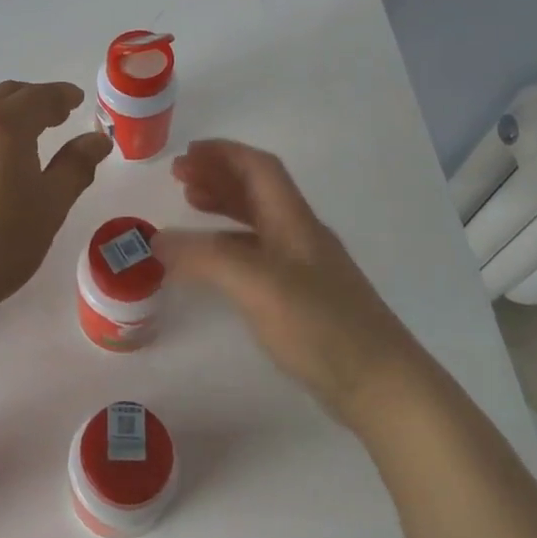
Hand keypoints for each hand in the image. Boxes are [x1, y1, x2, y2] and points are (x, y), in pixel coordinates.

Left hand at [0, 81, 111, 332]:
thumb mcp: (48, 209)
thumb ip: (75, 167)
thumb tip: (98, 139)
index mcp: (2, 126)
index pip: (40, 96)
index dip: (62, 95)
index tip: (76, 101)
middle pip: (4, 96)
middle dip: (32, 101)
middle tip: (53, 118)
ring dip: (0, 118)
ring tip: (15, 144)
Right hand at [154, 139, 414, 424]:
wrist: (380, 385)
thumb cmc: (320, 325)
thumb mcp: (256, 284)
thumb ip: (205, 258)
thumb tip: (156, 240)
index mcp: (294, 220)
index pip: (259, 168)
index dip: (224, 153)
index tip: (187, 152)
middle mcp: (300, 236)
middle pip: (257, 190)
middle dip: (217, 176)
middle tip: (179, 177)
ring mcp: (304, 268)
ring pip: (257, 222)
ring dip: (223, 207)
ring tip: (189, 205)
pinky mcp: (302, 300)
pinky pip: (258, 255)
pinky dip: (229, 246)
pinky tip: (214, 263)